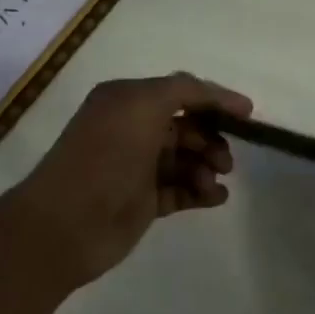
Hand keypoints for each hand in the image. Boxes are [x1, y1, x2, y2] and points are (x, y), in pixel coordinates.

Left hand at [7, 72, 252, 293]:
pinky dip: (201, 192)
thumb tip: (219, 96)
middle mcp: (132, 129)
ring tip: (215, 182)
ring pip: (187, 159)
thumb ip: (184, 90)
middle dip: (211, 139)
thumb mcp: (144, 105)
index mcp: (127, 101)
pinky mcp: (143, 201)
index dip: (214, 100)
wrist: (67, 223)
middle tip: (226, 160)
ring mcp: (138, 167)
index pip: (180, 92)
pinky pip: (181, 190)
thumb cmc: (107, 156)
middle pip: (187, 127)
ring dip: (207, 167)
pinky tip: (216, 197)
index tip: (247, 114)